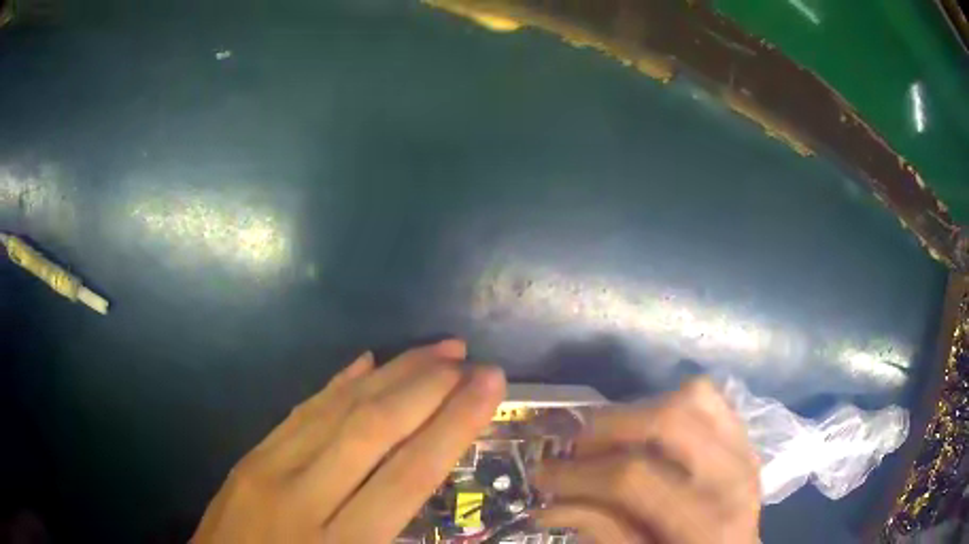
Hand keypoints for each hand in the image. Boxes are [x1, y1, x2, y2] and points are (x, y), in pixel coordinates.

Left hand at [192, 339, 505, 542]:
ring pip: (337, 409)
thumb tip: (430, 491)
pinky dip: (337, 383)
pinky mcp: (249, 458)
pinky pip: (300, 411)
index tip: (489, 385)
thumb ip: (394, 540)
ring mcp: (267, 470)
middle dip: (428, 386)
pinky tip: (365, 363)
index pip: (408, 475)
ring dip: (391, 374)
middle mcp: (301, 499)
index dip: (454, 425)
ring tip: (436, 349)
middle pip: (373, 429)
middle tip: (470, 357)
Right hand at [533, 379, 760, 543]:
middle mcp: (734, 476)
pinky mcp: (744, 439)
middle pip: (669, 420)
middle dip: (609, 428)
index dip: (579, 474)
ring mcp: (745, 449)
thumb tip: (551, 503)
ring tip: (613, 440)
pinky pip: (710, 400)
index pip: (634, 477)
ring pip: (693, 396)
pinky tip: (650, 434)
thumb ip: (603, 532)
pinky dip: (672, 404)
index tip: (542, 476)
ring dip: (643, 410)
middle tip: (576, 450)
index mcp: (708, 522)